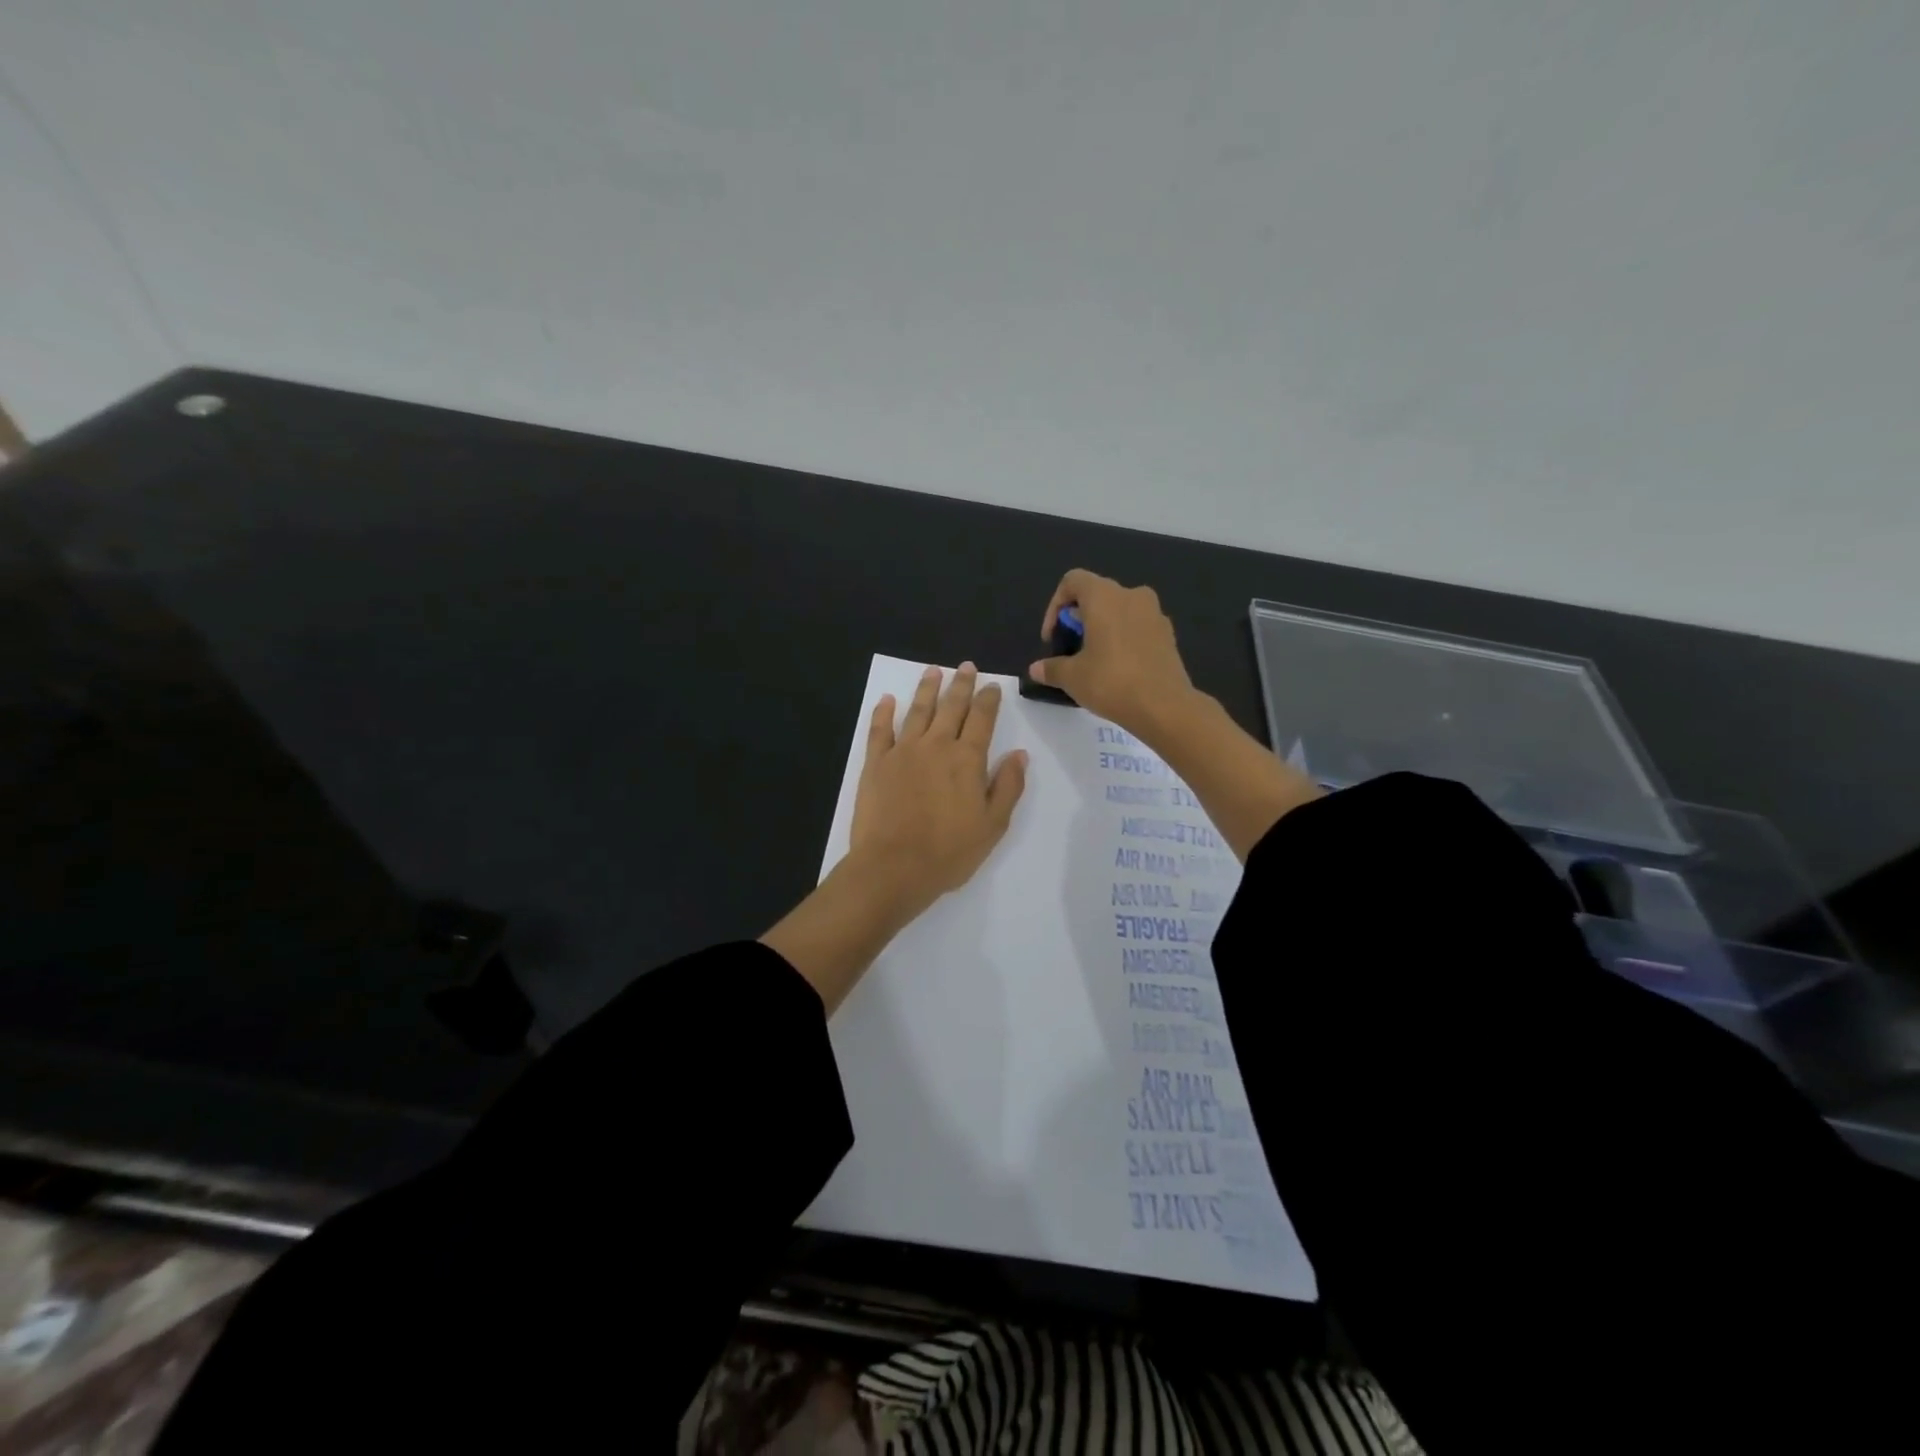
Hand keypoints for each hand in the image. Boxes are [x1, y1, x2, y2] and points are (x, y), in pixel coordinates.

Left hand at [848, 662, 1028, 918]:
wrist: (893, 867)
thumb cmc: (949, 852)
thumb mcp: (993, 825)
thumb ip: (1008, 786)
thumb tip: (1019, 754)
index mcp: (967, 759)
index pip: (982, 719)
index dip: (988, 700)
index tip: (992, 686)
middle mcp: (935, 745)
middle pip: (951, 707)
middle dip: (961, 685)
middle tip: (966, 667)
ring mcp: (902, 751)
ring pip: (917, 710)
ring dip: (927, 688)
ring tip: (933, 671)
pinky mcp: (875, 763)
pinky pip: (880, 730)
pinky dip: (883, 712)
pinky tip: (887, 700)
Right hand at [1028, 569, 1197, 739]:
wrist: (1165, 707)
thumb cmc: (1111, 682)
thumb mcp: (1072, 677)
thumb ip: (1051, 668)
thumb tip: (1036, 669)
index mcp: (1104, 597)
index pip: (1072, 581)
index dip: (1055, 606)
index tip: (1053, 637)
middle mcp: (1131, 595)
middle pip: (1097, 594)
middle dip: (1079, 618)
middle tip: (1070, 649)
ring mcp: (1154, 613)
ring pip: (1120, 610)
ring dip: (1103, 627)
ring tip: (1094, 659)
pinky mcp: (1168, 634)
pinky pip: (1138, 626)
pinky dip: (1124, 638)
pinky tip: (1119, 668)